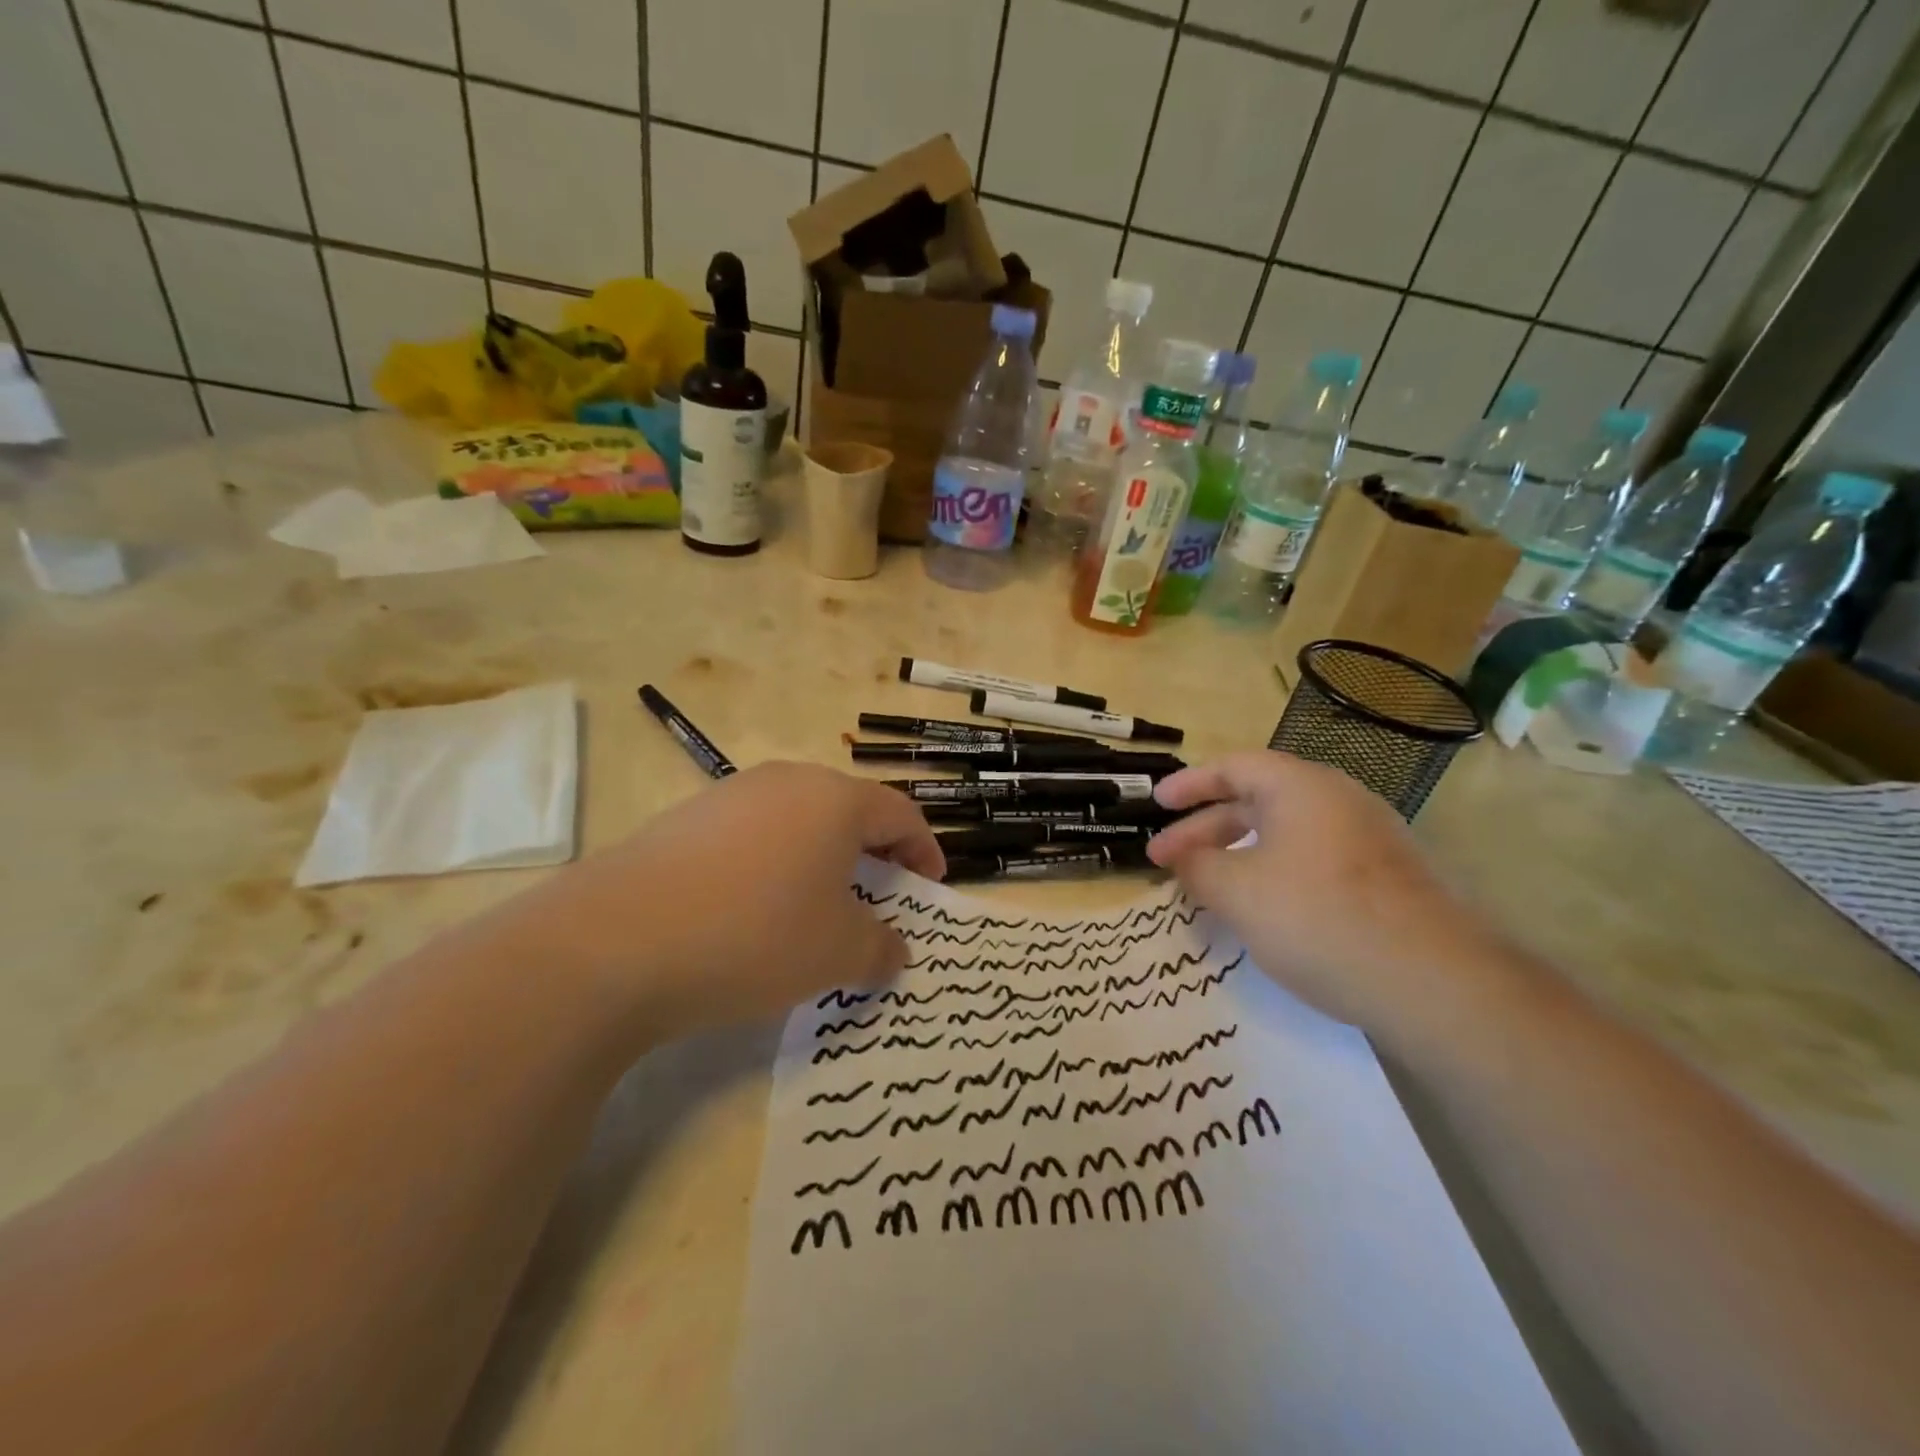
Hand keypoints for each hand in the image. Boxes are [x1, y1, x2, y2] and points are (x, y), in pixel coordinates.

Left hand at [499, 763, 942, 1039]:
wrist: (614, 941)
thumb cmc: (754, 935)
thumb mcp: (836, 954)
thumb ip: (880, 948)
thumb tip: (894, 949)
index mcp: (834, 799)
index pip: (900, 813)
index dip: (924, 850)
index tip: (931, 886)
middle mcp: (785, 782)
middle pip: (848, 810)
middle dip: (873, 853)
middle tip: (881, 895)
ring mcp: (729, 796)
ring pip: (797, 820)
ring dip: (821, 858)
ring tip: (817, 906)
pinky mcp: (684, 819)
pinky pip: (751, 835)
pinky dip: (773, 865)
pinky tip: (753, 909)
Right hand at [1147, 752, 1517, 1038]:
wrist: (1435, 981)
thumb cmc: (1319, 917)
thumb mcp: (1238, 891)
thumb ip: (1198, 867)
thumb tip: (1185, 858)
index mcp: (1301, 787)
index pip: (1233, 766)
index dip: (1188, 783)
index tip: (1156, 804)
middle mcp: (1338, 800)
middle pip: (1256, 800)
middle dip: (1205, 830)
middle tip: (1166, 860)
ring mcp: (1369, 838)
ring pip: (1284, 834)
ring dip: (1237, 854)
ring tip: (1207, 886)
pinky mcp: (1387, 878)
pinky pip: (1312, 859)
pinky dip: (1273, 872)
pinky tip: (1261, 909)